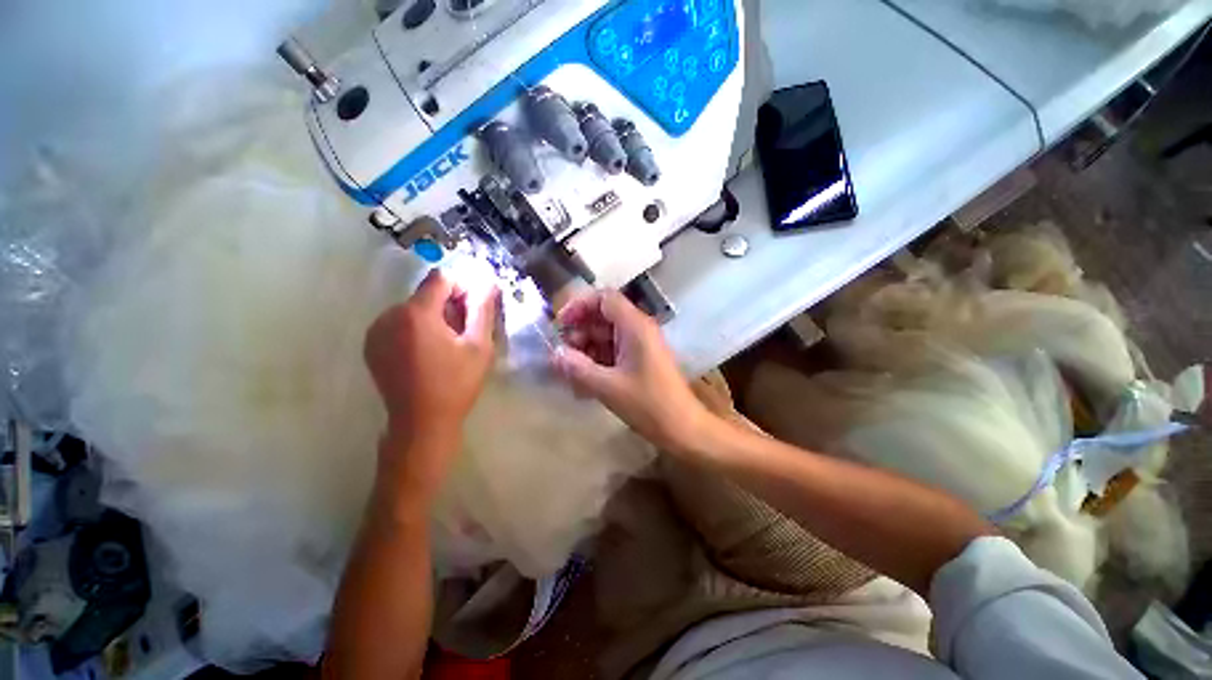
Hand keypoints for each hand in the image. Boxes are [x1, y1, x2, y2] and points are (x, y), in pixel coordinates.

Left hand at [365, 269, 500, 482]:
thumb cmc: (456, 384)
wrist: (421, 422)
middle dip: (447, 306)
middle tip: (462, 334)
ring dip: (432, 317)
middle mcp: (389, 315)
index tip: (472, 311)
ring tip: (445, 346)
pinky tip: (426, 353)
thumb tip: (485, 282)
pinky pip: (398, 323)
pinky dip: (415, 329)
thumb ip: (482, 309)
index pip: (441, 279)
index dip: (461, 289)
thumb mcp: (479, 346)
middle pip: (425, 294)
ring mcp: (376, 330)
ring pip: (412, 308)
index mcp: (416, 314)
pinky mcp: (371, 344)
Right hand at [551, 290, 711, 454]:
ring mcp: (640, 344)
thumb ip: (578, 368)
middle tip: (565, 355)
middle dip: (580, 332)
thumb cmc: (649, 404)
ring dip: (587, 349)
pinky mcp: (640, 359)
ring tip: (571, 372)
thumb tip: (554, 354)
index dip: (579, 306)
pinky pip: (613, 350)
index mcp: (634, 326)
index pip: (604, 298)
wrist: (683, 428)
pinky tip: (585, 382)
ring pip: (606, 335)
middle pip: (603, 316)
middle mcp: (638, 329)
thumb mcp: (608, 387)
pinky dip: (598, 361)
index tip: (561, 325)